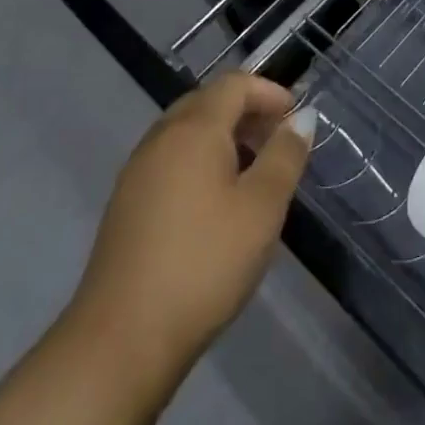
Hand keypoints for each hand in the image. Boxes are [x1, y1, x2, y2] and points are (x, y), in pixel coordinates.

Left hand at [67, 73, 312, 378]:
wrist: (121, 340)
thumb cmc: (204, 263)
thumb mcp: (262, 208)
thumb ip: (285, 155)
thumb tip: (302, 117)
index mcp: (194, 129)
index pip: (234, 84)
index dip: (269, 92)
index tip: (296, 119)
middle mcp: (161, 138)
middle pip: (207, 102)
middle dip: (246, 111)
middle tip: (277, 141)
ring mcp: (138, 171)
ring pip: (186, 131)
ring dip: (223, 137)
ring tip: (253, 172)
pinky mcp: (127, 204)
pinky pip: (170, 159)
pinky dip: (200, 160)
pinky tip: (216, 202)